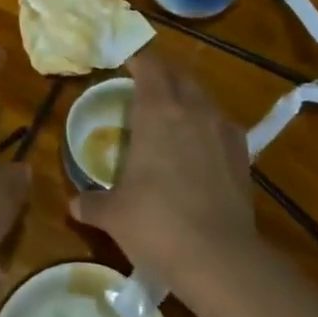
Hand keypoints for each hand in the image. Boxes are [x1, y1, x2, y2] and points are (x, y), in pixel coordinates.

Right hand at [69, 51, 256, 302]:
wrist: (220, 259)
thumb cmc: (157, 225)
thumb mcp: (115, 215)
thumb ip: (93, 204)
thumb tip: (74, 204)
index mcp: (157, 111)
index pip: (149, 65)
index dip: (137, 58)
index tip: (124, 60)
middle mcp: (192, 109)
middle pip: (179, 74)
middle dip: (162, 73)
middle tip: (144, 86)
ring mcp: (222, 129)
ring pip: (203, 97)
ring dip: (187, 97)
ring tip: (172, 115)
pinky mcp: (243, 153)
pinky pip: (222, 124)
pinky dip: (208, 125)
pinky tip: (200, 146)